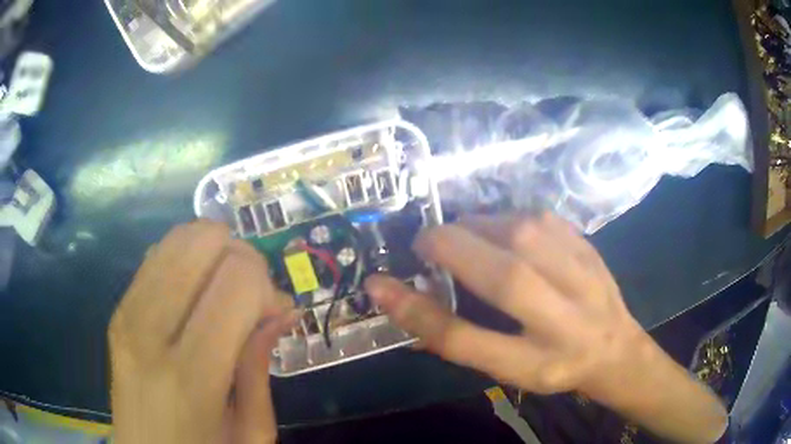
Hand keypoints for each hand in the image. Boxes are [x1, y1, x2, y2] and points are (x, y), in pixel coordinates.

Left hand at [108, 221, 294, 443]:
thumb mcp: (251, 431)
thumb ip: (259, 366)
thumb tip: (281, 308)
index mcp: (190, 375)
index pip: (236, 282)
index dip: (266, 286)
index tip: (275, 313)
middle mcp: (149, 332)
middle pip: (202, 244)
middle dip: (240, 256)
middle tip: (251, 293)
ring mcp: (126, 314)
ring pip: (176, 239)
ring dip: (212, 252)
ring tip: (223, 288)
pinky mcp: (117, 309)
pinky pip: (155, 256)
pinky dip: (186, 258)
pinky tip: (195, 289)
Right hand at [365, 213, 727, 442]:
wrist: (616, 348)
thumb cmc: (556, 367)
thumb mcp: (507, 371)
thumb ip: (461, 340)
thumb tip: (407, 305)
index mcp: (536, 363)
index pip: (465, 340)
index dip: (415, 311)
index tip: (379, 284)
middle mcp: (566, 321)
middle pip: (503, 277)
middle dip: (449, 248)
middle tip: (425, 242)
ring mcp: (586, 277)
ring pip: (524, 235)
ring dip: (478, 226)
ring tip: (461, 235)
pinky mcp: (590, 247)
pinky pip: (541, 218)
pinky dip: (508, 217)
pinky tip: (500, 229)